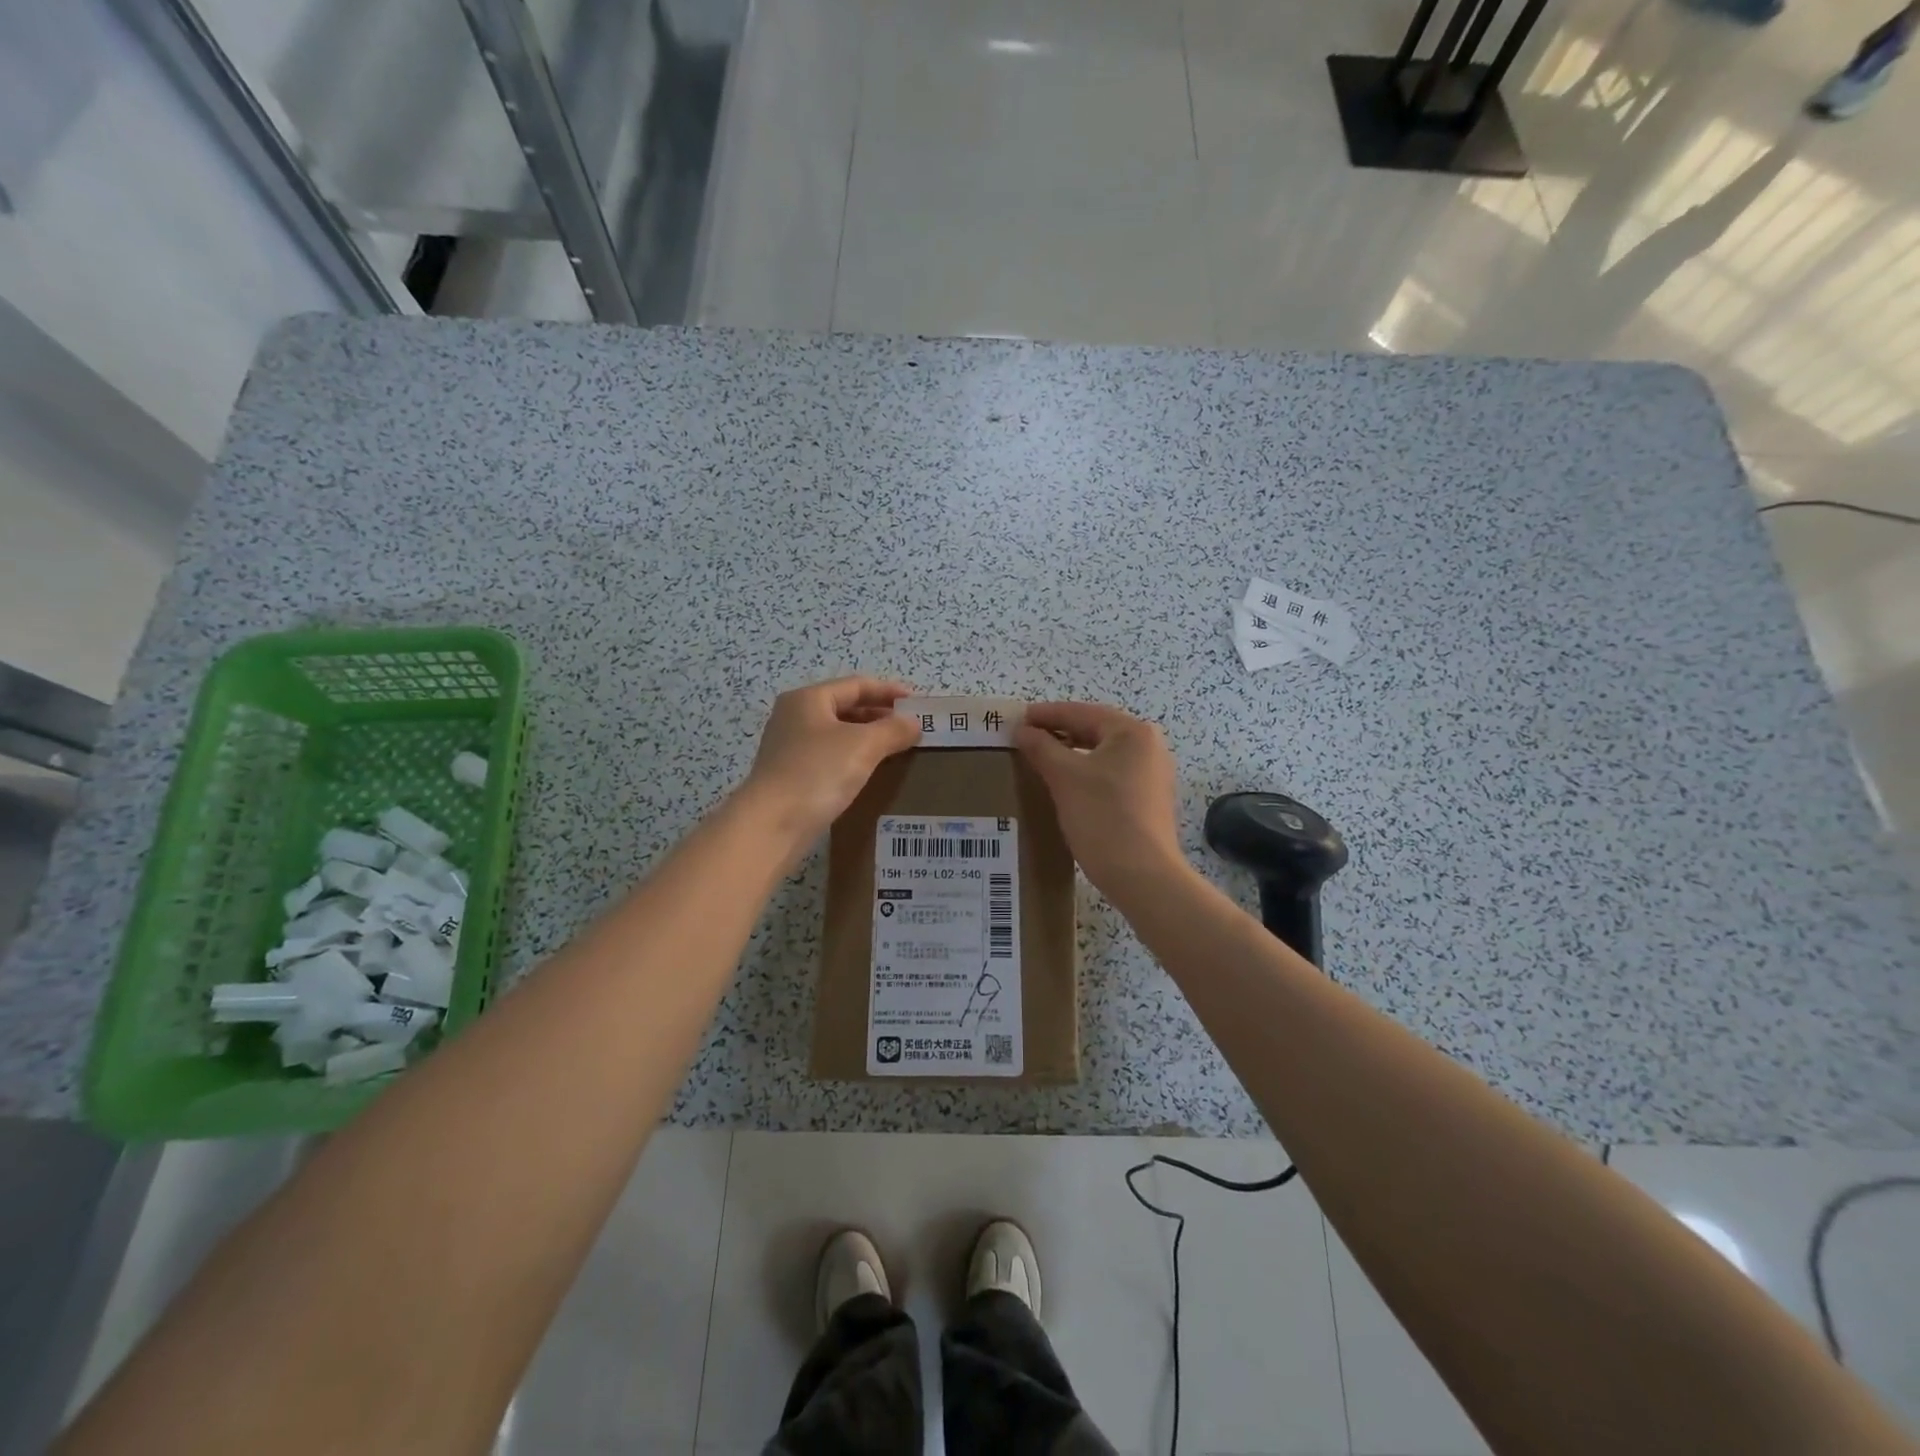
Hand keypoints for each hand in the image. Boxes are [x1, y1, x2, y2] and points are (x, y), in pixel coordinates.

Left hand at [739, 677, 920, 848]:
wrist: (772, 824)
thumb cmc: (818, 772)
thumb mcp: (863, 745)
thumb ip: (893, 730)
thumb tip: (914, 724)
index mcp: (808, 699)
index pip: (856, 685)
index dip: (888, 691)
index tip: (916, 703)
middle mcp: (794, 717)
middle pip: (844, 707)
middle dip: (879, 715)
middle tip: (909, 727)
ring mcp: (789, 747)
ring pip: (837, 733)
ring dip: (867, 738)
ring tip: (895, 748)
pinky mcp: (790, 775)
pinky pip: (829, 756)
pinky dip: (853, 757)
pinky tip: (870, 771)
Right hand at [1014, 702, 1186, 902]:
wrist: (1143, 876)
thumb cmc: (1103, 818)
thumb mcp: (1065, 778)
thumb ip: (1041, 747)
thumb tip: (1022, 730)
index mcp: (1132, 732)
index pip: (1081, 712)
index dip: (1046, 714)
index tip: (1016, 719)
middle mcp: (1148, 747)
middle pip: (1095, 730)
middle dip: (1058, 733)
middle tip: (1024, 738)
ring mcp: (1152, 775)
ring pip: (1102, 754)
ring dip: (1070, 754)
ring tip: (1038, 759)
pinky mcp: (1148, 800)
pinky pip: (1110, 775)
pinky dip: (1085, 774)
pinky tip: (1063, 785)